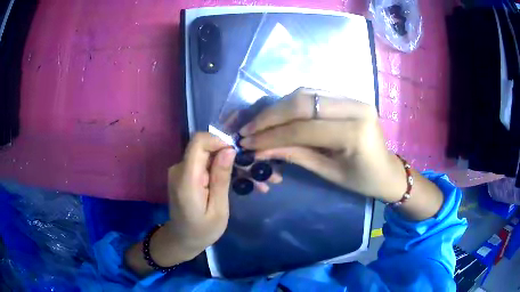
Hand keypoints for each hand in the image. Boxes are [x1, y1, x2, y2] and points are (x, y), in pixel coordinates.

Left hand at [125, 133, 235, 275]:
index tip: (235, 155)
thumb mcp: (218, 209)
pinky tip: (228, 182)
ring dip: (223, 162)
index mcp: (186, 179)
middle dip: (225, 154)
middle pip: (203, 147)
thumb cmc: (202, 231)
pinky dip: (215, 168)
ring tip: (242, 180)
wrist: (182, 239)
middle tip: (245, 171)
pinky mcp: (182, 173)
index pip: (198, 142)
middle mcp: (178, 169)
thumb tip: (229, 150)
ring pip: (204, 154)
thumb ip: (221, 178)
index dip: (218, 141)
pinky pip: (201, 163)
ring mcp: (179, 170)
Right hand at [238, 88, 405, 202]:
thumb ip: (296, 155)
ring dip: (277, 107)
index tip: (248, 142)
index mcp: (355, 132)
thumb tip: (260, 150)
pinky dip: (291, 103)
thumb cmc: (362, 180)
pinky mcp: (349, 96)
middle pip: (302, 102)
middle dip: (270, 116)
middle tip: (248, 129)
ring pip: (304, 92)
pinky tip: (277, 115)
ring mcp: (353, 97)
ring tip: (258, 123)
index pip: (304, 128)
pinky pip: (313, 93)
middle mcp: (355, 107)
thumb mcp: (329, 173)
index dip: (271, 135)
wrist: (388, 171)